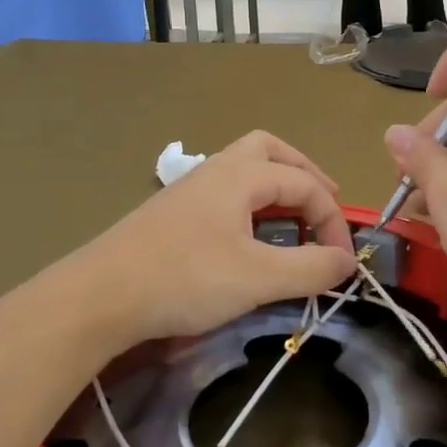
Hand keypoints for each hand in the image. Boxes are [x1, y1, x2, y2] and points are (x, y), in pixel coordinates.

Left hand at [77, 131, 356, 343]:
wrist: (99, 296)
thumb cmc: (184, 278)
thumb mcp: (258, 278)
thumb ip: (310, 268)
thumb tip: (347, 262)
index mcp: (240, 175)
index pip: (305, 185)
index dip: (333, 221)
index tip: (343, 262)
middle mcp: (216, 171)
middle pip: (269, 151)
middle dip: (304, 173)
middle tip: (324, 204)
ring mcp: (190, 190)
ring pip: (243, 169)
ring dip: (275, 186)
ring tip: (293, 218)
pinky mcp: (172, 214)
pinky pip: (224, 192)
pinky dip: (251, 203)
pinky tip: (249, 235)